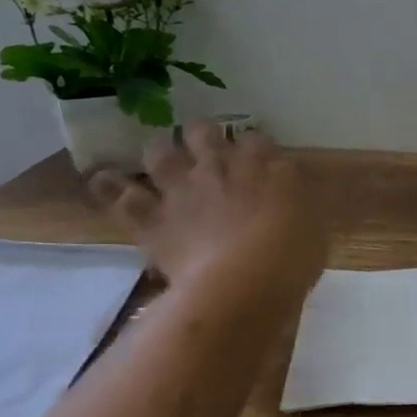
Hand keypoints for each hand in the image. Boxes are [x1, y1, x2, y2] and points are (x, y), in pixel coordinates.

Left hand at [89, 124, 326, 307]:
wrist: (244, 285)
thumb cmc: (292, 260)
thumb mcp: (313, 230)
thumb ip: (297, 208)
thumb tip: (288, 201)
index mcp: (266, 167)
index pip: (257, 139)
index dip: (254, 147)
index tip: (256, 160)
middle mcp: (221, 166)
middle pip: (204, 132)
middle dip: (203, 136)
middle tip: (205, 150)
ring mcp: (182, 188)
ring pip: (160, 152)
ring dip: (159, 152)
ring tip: (160, 159)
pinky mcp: (151, 217)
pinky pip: (118, 194)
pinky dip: (109, 186)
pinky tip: (103, 181)